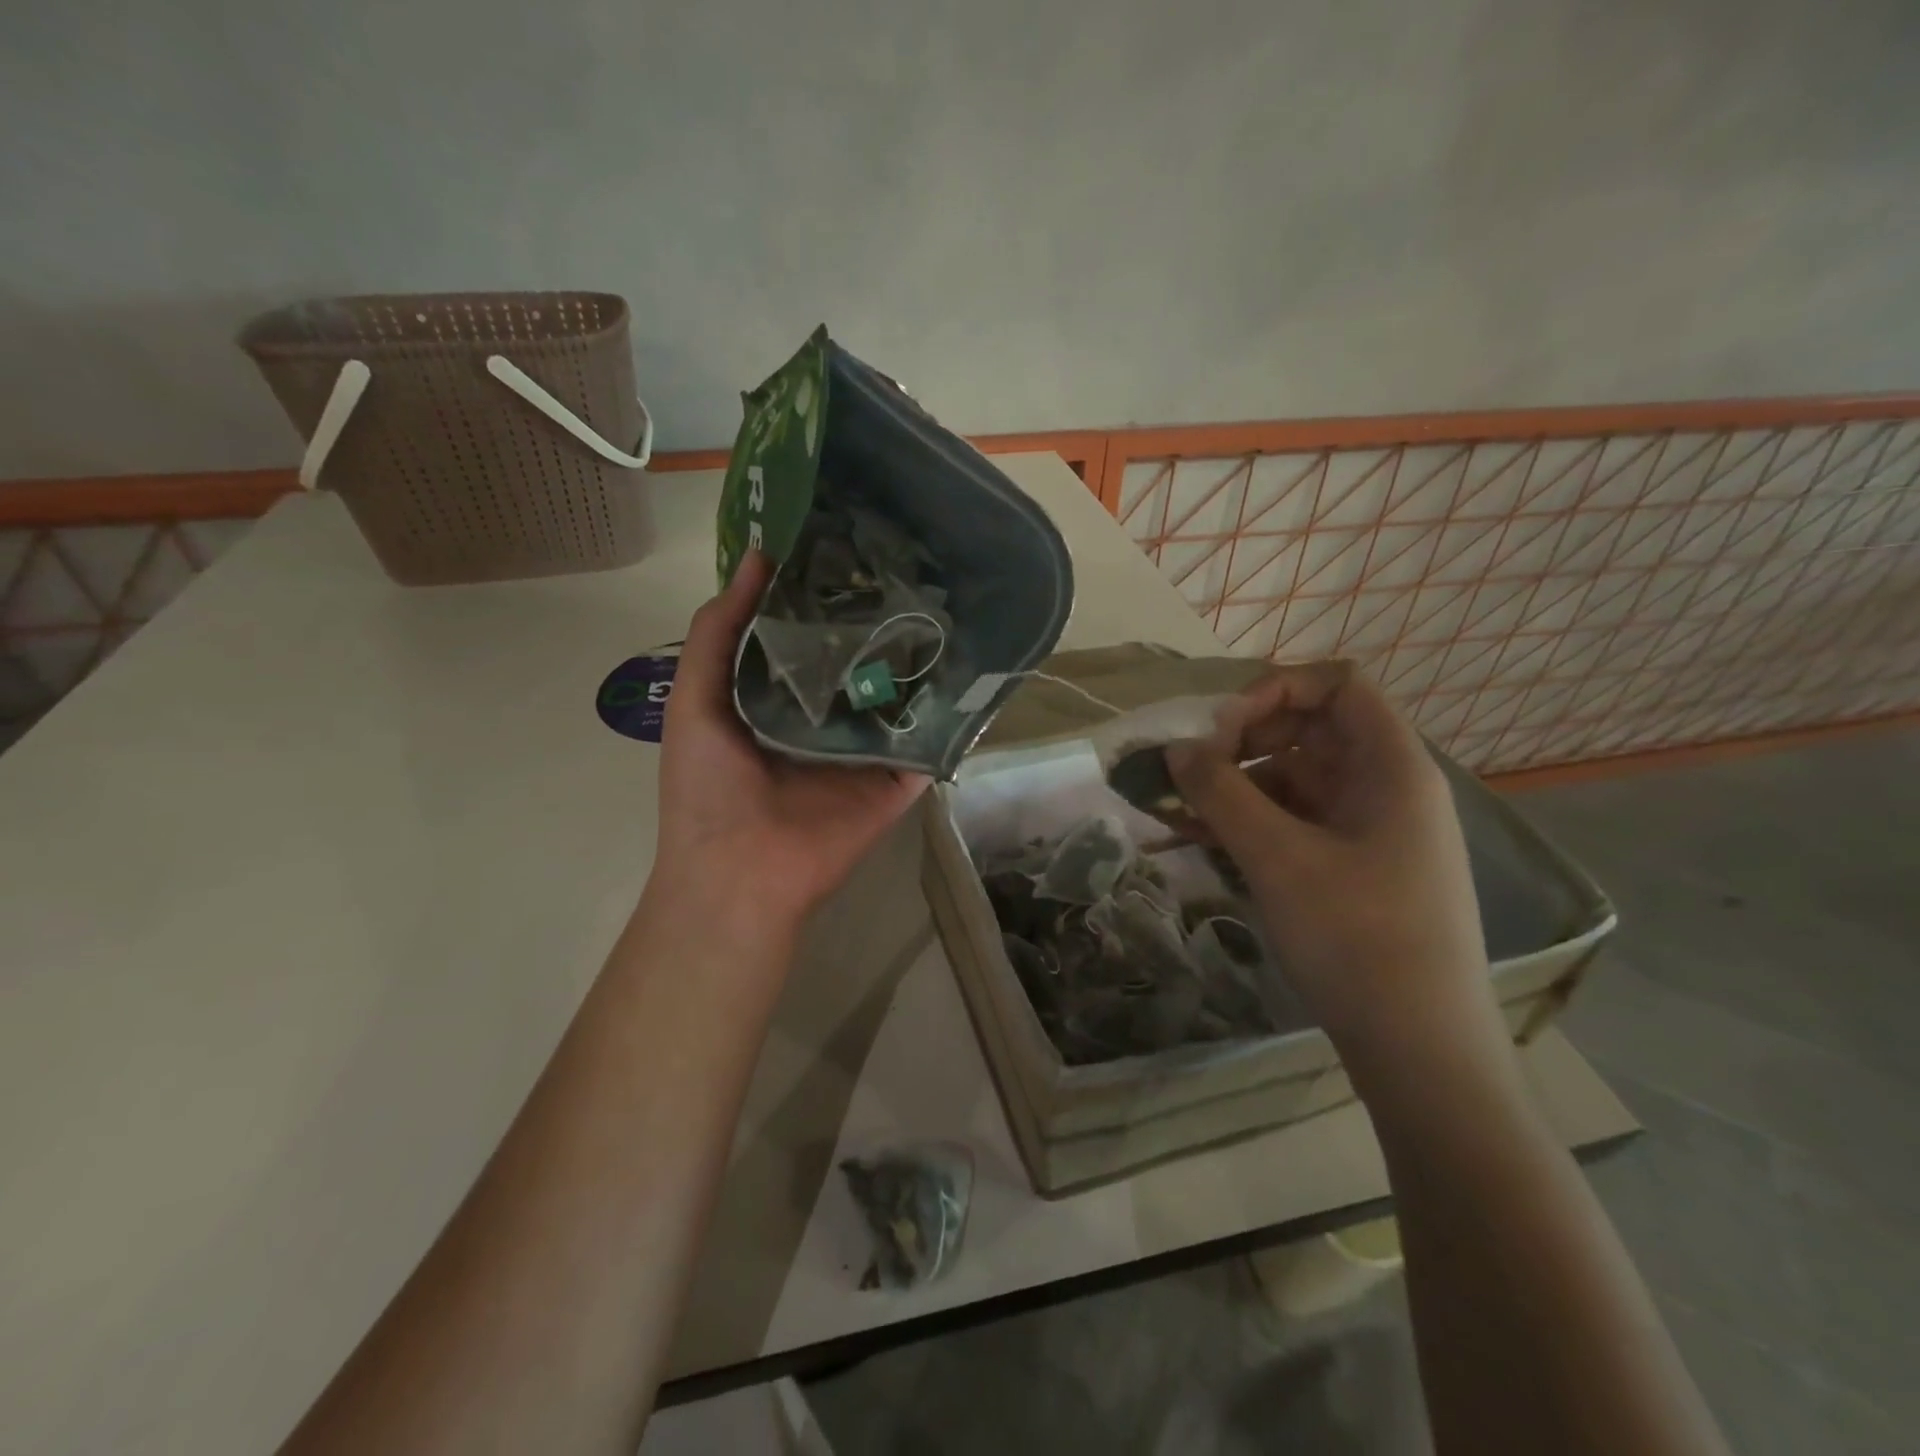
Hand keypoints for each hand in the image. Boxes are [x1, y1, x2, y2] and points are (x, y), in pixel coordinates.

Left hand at [651, 552, 928, 937]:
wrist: (740, 870)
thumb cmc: (707, 785)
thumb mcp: (694, 696)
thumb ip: (719, 630)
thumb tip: (757, 557)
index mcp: (779, 696)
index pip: (809, 633)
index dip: (825, 591)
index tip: (851, 540)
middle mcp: (826, 715)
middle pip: (859, 658)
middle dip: (878, 616)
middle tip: (910, 560)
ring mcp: (867, 747)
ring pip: (898, 692)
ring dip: (918, 654)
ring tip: (947, 597)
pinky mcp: (899, 776)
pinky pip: (928, 737)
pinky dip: (948, 708)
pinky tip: (971, 661)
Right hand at [1165, 663, 1497, 1065]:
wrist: (1419, 1051)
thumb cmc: (1357, 939)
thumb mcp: (1277, 858)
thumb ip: (1219, 793)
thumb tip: (1176, 749)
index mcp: (1392, 767)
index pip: (1339, 685)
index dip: (1276, 690)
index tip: (1221, 730)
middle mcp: (1386, 788)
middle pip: (1310, 730)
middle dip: (1242, 741)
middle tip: (1192, 773)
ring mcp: (1370, 831)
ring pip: (1294, 780)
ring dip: (1235, 787)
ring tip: (1179, 813)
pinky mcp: (1352, 869)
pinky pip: (1294, 823)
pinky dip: (1249, 823)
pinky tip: (1200, 841)